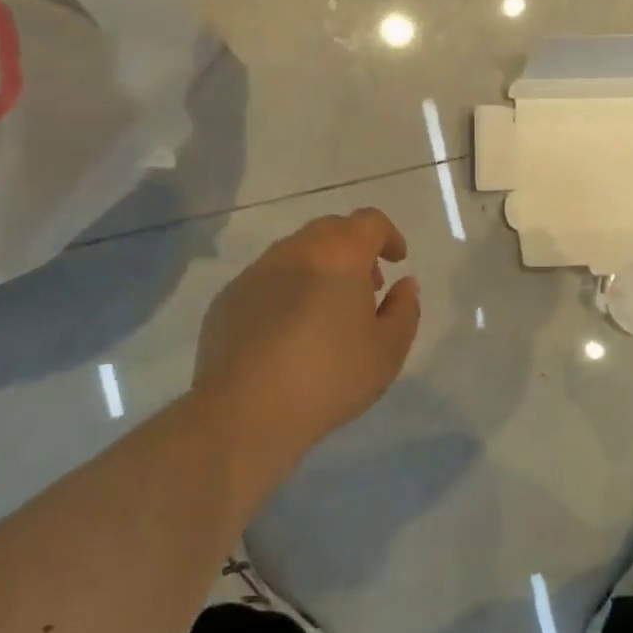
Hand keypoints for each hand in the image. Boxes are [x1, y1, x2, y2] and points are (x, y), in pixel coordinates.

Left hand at [191, 208, 420, 496]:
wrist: (245, 411)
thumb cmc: (330, 377)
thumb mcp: (388, 350)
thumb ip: (404, 310)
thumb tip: (404, 285)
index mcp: (339, 255)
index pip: (369, 221)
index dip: (389, 236)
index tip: (397, 262)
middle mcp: (295, 251)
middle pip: (331, 230)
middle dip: (354, 249)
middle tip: (366, 287)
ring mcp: (255, 272)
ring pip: (296, 252)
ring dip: (319, 268)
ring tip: (327, 311)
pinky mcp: (228, 298)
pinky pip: (266, 280)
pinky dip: (287, 290)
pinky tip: (289, 332)